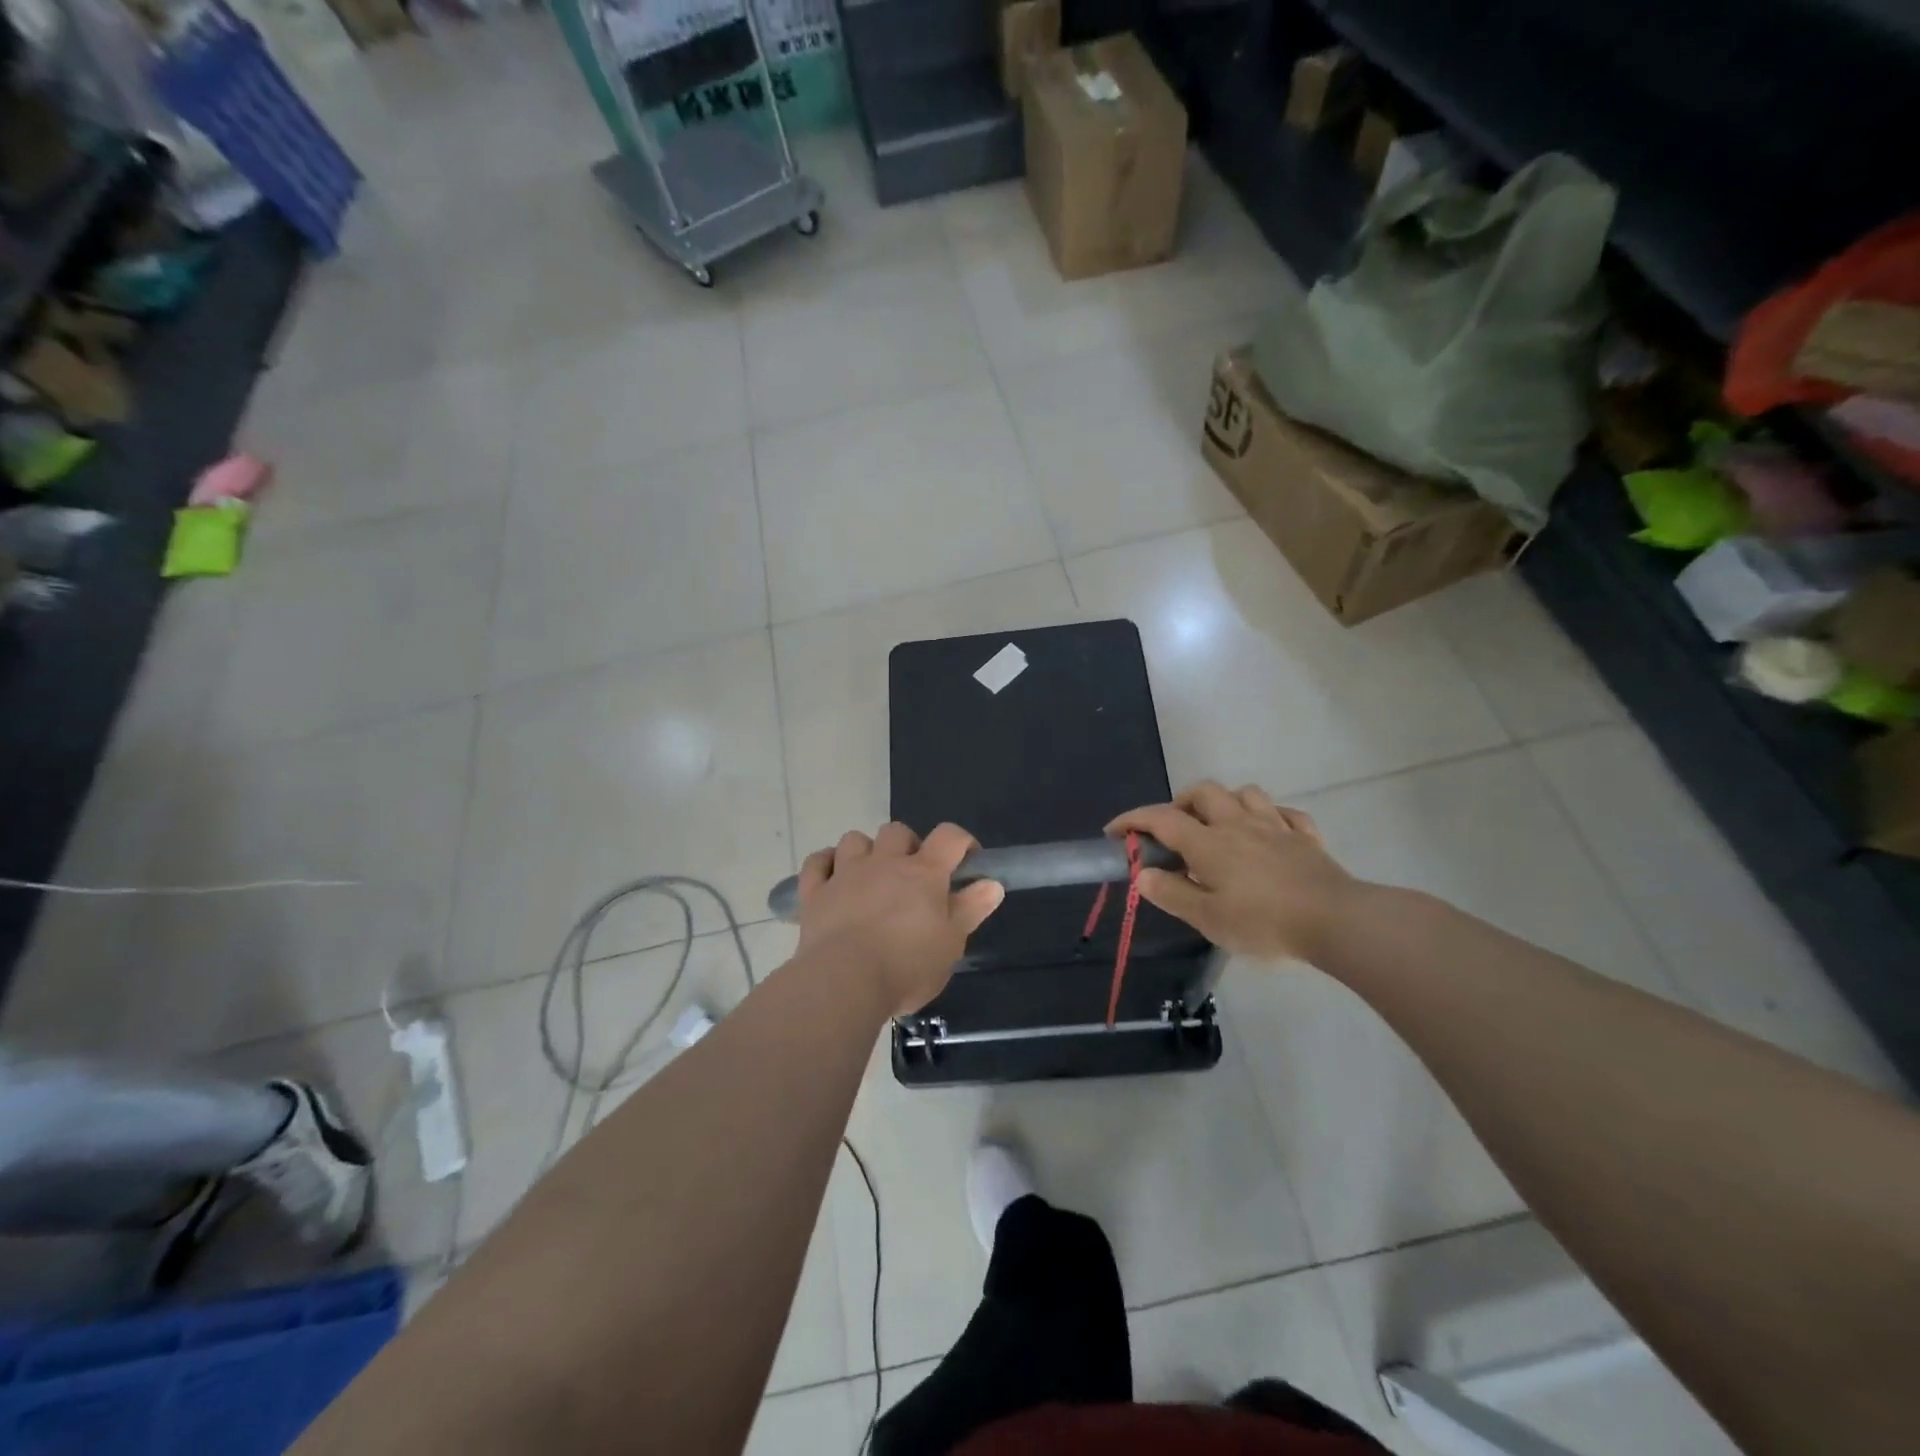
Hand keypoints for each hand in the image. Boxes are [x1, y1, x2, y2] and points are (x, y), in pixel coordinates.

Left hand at [796, 822, 1004, 1016]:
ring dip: (865, 851)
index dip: (962, 841)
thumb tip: (992, 883)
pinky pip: (817, 863)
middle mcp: (884, 862)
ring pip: (855, 839)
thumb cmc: (906, 966)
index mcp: (923, 873)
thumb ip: (970, 910)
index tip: (967, 861)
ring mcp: (846, 873)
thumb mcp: (951, 944)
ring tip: (871, 876)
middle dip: (908, 846)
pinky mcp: (815, 892)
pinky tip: (832, 877)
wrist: (844, 982)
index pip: (949, 836)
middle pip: (898, 831)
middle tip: (913, 876)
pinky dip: (825, 864)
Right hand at [1108, 781, 1358, 961]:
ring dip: (1227, 802)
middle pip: (1204, 792)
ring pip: (1246, 793)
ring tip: (1220, 825)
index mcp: (1209, 844)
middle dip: (1181, 802)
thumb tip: (1142, 874)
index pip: (1161, 819)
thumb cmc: (1264, 923)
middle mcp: (1238, 824)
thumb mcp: (1208, 919)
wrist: (1337, 921)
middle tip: (1174, 829)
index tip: (1115, 831)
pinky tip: (1269, 834)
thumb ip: (1173, 894)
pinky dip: (1271, 818)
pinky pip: (1286, 814)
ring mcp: (1276, 827)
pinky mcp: (1307, 838)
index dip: (1133, 820)